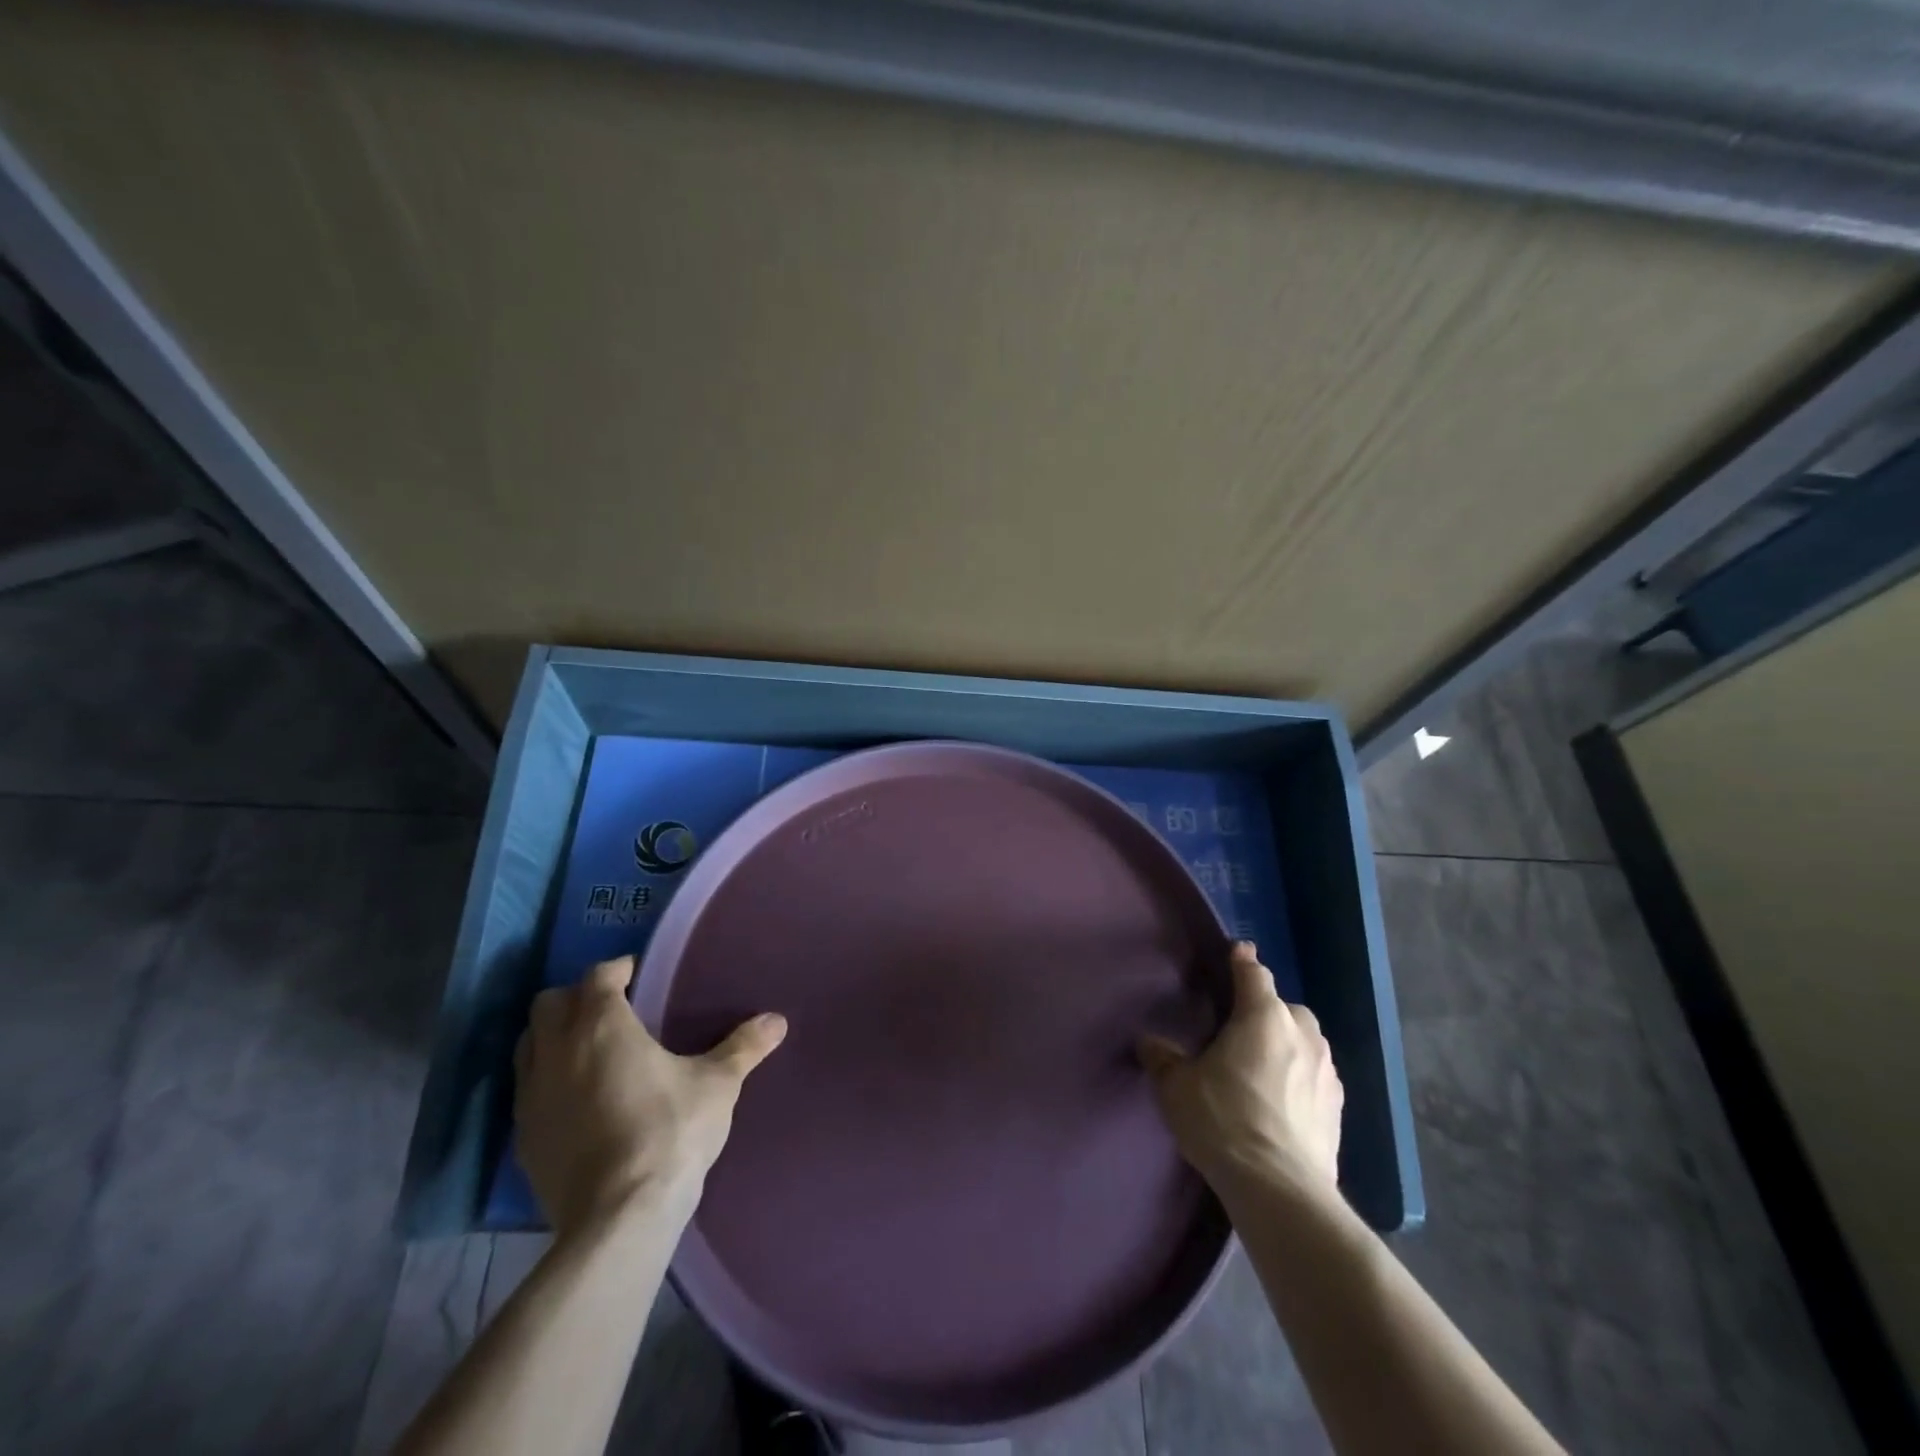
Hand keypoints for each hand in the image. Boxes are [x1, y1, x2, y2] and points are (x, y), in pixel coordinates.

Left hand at [513, 956, 786, 1236]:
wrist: (618, 1218)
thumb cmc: (670, 1132)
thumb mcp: (718, 1084)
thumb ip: (744, 1047)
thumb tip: (778, 1020)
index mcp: (602, 1026)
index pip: (598, 975)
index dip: (618, 969)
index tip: (639, 975)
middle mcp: (556, 1051)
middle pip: (548, 1003)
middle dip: (577, 997)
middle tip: (613, 1009)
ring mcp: (531, 1096)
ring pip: (528, 1044)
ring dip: (553, 1036)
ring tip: (590, 1050)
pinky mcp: (522, 1138)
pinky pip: (526, 1090)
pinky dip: (546, 1080)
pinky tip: (577, 1099)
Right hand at [1138, 941, 1342, 1203]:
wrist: (1279, 1189)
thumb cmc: (1223, 1120)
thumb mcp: (1176, 1087)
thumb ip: (1162, 1058)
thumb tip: (1149, 1042)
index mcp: (1263, 1017)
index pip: (1254, 973)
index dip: (1242, 961)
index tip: (1237, 952)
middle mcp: (1302, 1035)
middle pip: (1286, 1007)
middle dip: (1267, 1010)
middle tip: (1241, 1029)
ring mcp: (1327, 1073)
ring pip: (1306, 1042)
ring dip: (1288, 1045)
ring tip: (1263, 1067)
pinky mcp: (1338, 1110)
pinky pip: (1316, 1078)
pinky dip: (1301, 1079)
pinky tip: (1283, 1102)